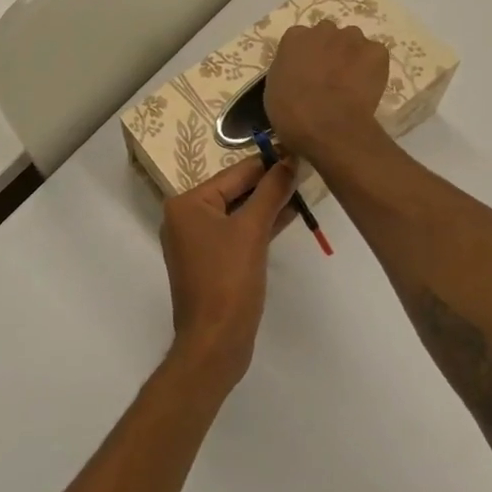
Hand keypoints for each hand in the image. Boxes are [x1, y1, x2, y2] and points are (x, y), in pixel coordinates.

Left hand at [159, 156, 296, 393]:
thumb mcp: (252, 231)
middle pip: (234, 191)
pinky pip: (238, 233)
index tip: (296, 148)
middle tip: (305, 168)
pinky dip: (260, 225)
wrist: (214, 343)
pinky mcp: (212, 261)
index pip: (234, 174)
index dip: (267, 163)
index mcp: (187, 203)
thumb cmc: (229, 281)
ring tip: (303, 188)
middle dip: (269, 184)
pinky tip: (289, 215)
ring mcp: (197, 241)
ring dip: (268, 204)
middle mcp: (186, 217)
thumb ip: (271, 193)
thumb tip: (289, 160)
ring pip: (238, 213)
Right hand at [264, 20, 389, 164]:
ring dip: (352, 55)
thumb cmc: (291, 111)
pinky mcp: (376, 52)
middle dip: (329, 50)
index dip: (305, 55)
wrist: (327, 126)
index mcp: (294, 37)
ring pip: (353, 42)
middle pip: (328, 34)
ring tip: (351, 81)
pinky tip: (367, 86)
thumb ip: (288, 70)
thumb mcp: (275, 88)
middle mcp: (323, 29)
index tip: (307, 71)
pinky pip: (375, 55)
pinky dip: (373, 67)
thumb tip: (299, 74)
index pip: (300, 38)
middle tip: (329, 75)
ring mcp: (352, 38)